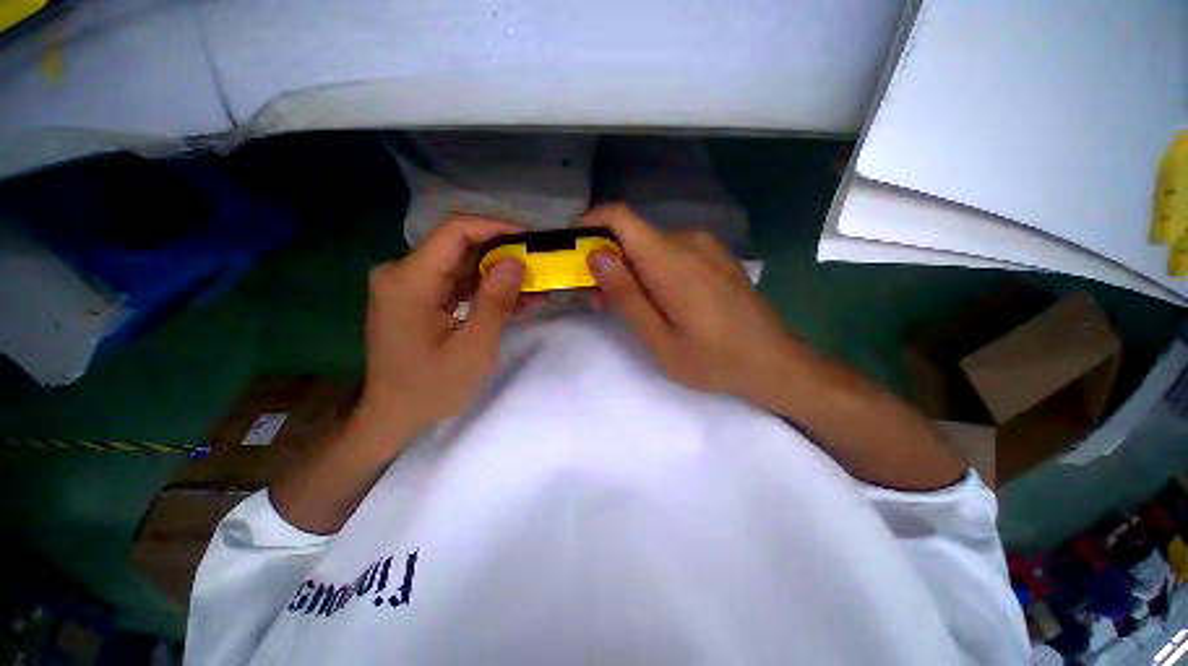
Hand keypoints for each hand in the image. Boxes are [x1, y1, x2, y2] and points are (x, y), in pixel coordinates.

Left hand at [355, 215, 526, 444]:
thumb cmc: (432, 388)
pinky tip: (514, 302)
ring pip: (462, 266)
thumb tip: (516, 261)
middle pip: (460, 247)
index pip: (455, 231)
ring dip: (498, 276)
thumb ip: (496, 300)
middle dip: (503, 256)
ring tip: (534, 290)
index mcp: (409, 280)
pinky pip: (456, 284)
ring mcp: (408, 285)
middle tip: (539, 268)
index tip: (530, 239)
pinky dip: (485, 291)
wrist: (393, 416)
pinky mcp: (417, 298)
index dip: (496, 227)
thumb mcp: (474, 347)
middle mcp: (402, 273)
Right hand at [582, 203, 796, 407]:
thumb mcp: (659, 338)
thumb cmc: (713, 359)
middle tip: (598, 300)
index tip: (572, 251)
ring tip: (628, 307)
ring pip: (650, 245)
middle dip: (606, 260)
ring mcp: (705, 247)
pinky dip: (652, 269)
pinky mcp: (714, 257)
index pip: (619, 216)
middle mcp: (688, 241)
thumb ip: (626, 294)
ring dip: (629, 268)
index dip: (589, 224)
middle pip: (632, 234)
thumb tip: (595, 255)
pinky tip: (658, 300)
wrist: (775, 363)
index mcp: (671, 259)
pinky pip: (671, 253)